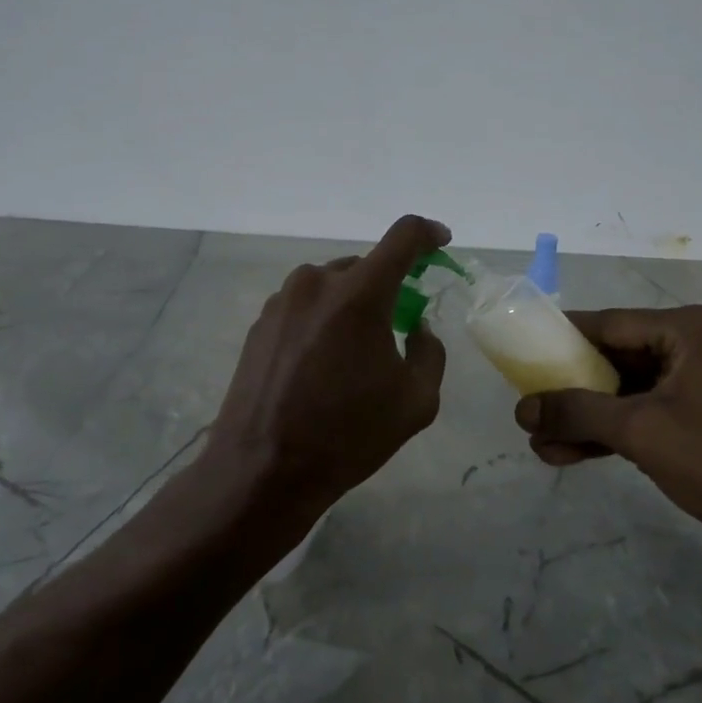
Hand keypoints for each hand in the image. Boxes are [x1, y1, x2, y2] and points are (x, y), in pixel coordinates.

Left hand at [205, 214, 450, 552]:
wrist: (263, 469)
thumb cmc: (347, 435)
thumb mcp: (416, 401)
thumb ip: (430, 352)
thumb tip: (416, 328)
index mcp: (359, 294)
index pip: (403, 237)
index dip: (427, 234)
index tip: (440, 242)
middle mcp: (317, 282)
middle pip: (365, 266)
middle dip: (388, 288)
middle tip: (397, 328)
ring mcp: (282, 301)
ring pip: (332, 286)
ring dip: (352, 306)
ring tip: (354, 356)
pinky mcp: (260, 323)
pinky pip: (305, 306)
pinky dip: (323, 321)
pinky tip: (321, 365)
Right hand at [515, 306, 701, 567]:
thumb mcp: (637, 430)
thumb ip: (575, 412)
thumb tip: (521, 409)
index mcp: (691, 329)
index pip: (611, 323)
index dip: (564, 338)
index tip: (524, 350)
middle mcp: (699, 345)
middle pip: (618, 357)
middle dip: (572, 390)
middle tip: (531, 406)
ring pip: (630, 391)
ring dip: (588, 417)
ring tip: (540, 441)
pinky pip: (648, 413)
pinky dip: (614, 431)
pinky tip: (569, 453)